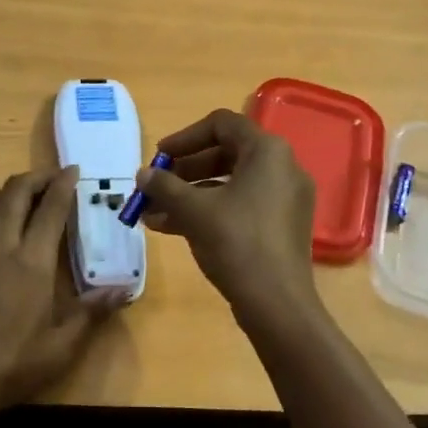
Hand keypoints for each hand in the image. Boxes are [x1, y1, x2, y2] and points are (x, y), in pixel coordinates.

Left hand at [0, 167, 121, 415]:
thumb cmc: (8, 365)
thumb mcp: (60, 347)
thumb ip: (92, 312)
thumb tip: (124, 290)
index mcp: (32, 261)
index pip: (51, 208)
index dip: (64, 184)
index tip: (74, 172)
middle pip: (17, 193)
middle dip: (37, 178)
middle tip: (52, 178)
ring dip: (10, 190)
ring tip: (24, 193)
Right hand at [137, 109, 321, 329]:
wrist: (277, 304)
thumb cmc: (236, 243)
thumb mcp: (194, 210)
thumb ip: (165, 186)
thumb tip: (142, 175)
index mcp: (267, 152)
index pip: (221, 124)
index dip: (185, 137)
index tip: (158, 157)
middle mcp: (282, 167)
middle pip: (225, 153)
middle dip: (184, 170)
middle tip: (155, 185)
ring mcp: (284, 198)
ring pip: (229, 183)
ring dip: (189, 194)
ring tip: (152, 212)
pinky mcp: (280, 225)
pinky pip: (240, 205)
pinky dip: (208, 211)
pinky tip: (170, 228)